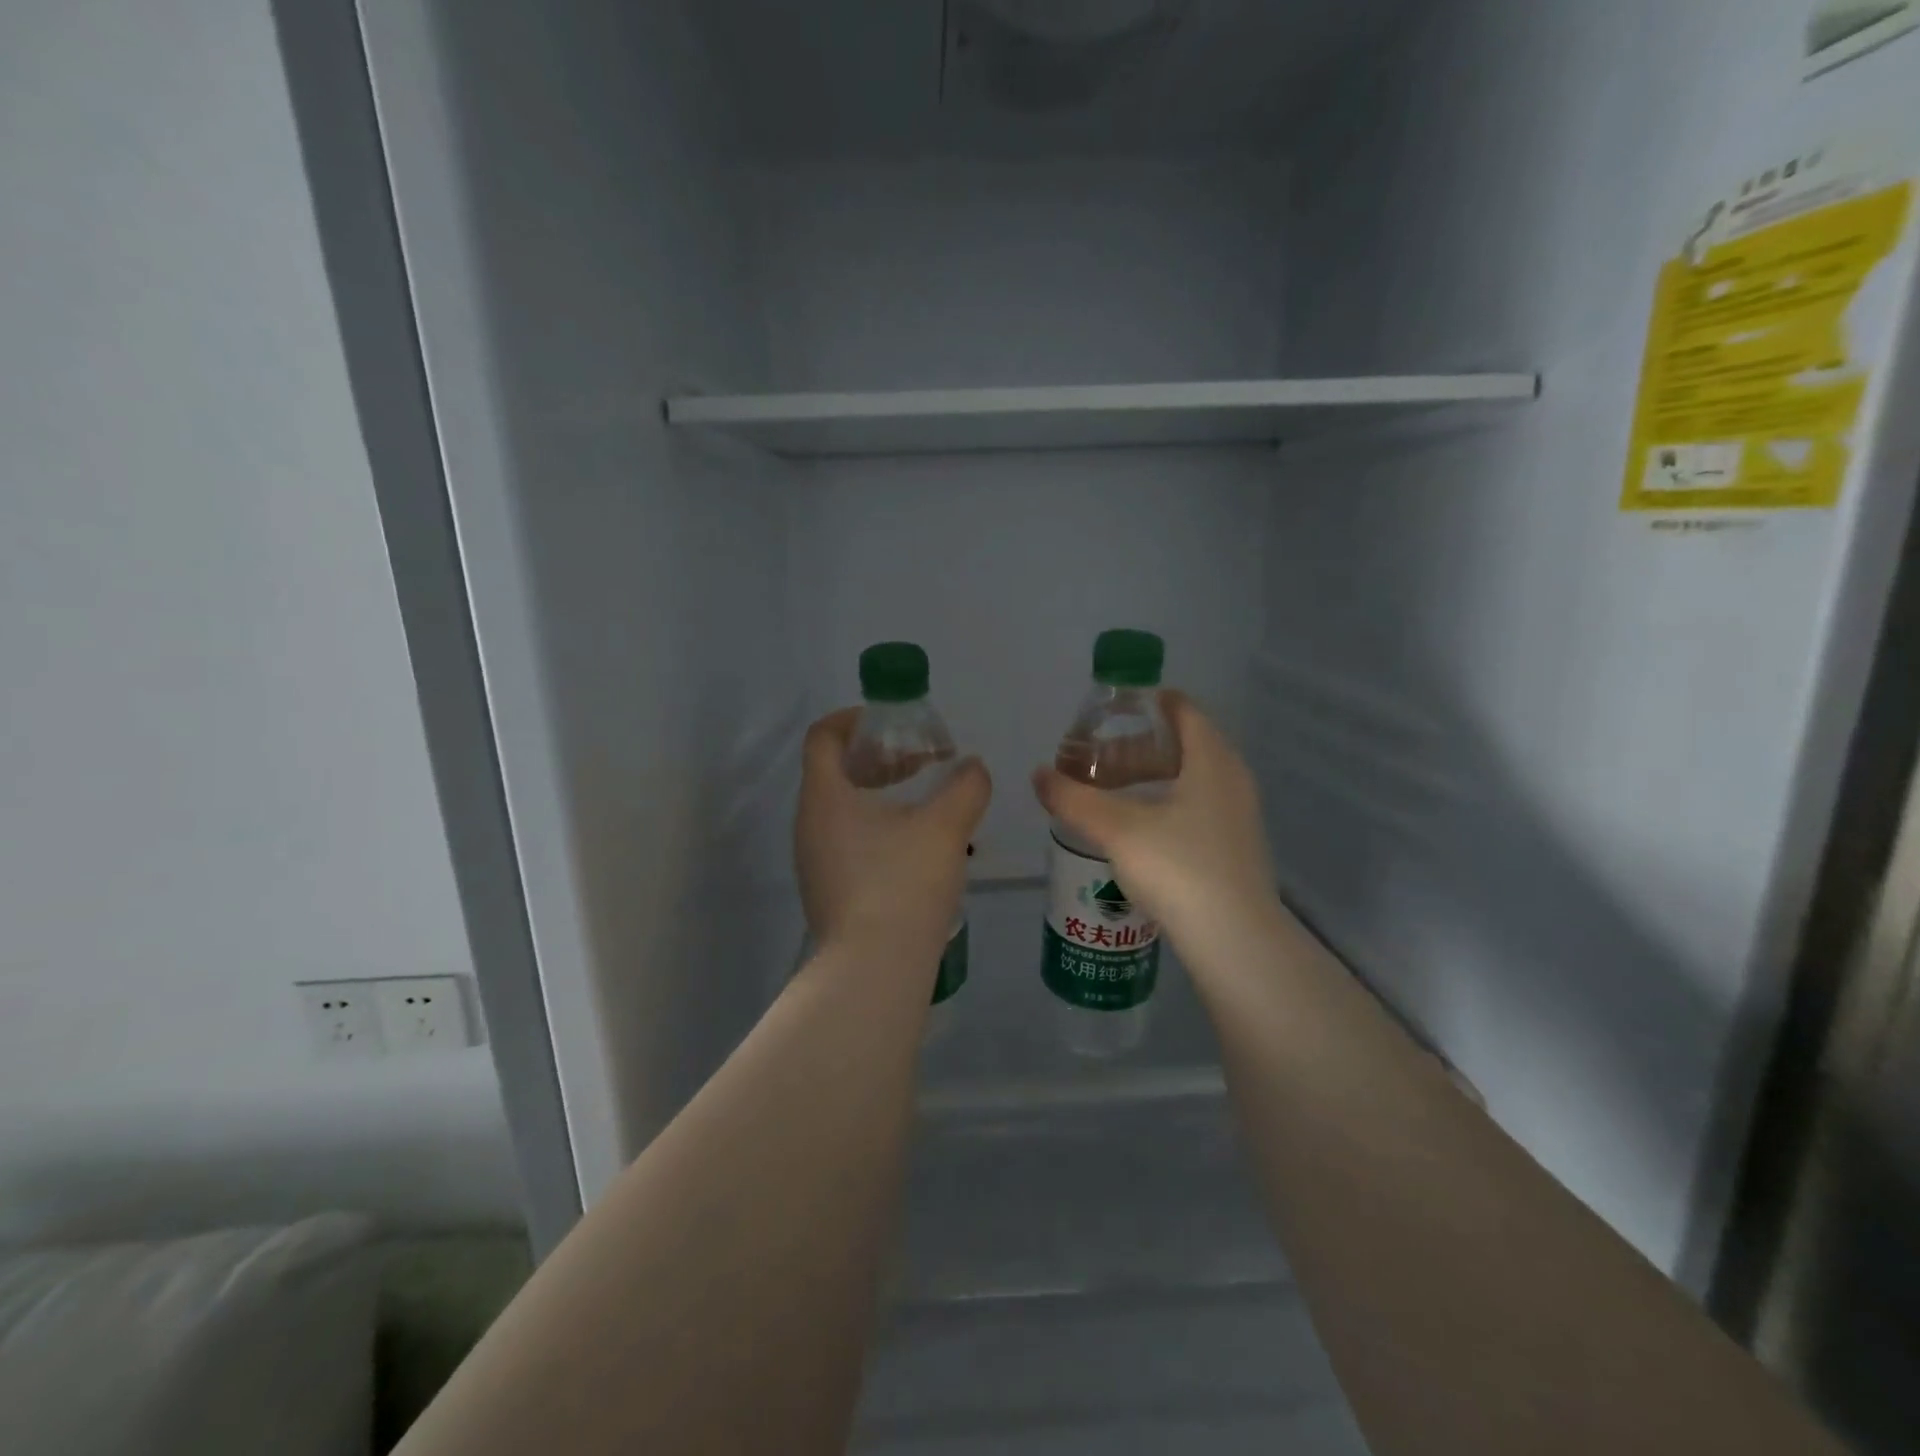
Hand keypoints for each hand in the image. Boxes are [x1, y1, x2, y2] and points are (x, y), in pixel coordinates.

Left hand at [796, 709, 991, 955]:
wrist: (873, 970)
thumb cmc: (902, 884)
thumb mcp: (945, 828)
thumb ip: (965, 787)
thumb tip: (973, 768)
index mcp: (825, 796)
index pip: (823, 736)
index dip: (854, 718)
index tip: (892, 722)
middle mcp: (808, 824)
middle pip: (835, 771)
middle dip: (879, 758)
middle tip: (922, 761)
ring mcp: (814, 861)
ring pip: (843, 809)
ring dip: (881, 794)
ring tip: (927, 803)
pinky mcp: (827, 890)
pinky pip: (847, 841)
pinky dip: (877, 828)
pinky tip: (916, 847)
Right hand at [1031, 693, 1286, 975]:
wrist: (1235, 940)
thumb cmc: (1179, 868)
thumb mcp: (1117, 829)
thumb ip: (1074, 799)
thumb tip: (1039, 776)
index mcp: (1212, 760)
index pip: (1184, 711)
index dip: (1149, 704)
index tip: (1112, 710)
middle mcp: (1232, 780)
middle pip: (1184, 744)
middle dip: (1139, 745)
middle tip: (1097, 756)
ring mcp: (1238, 816)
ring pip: (1190, 779)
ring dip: (1151, 778)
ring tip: (1110, 792)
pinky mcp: (1234, 848)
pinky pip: (1196, 807)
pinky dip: (1165, 804)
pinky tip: (1136, 829)